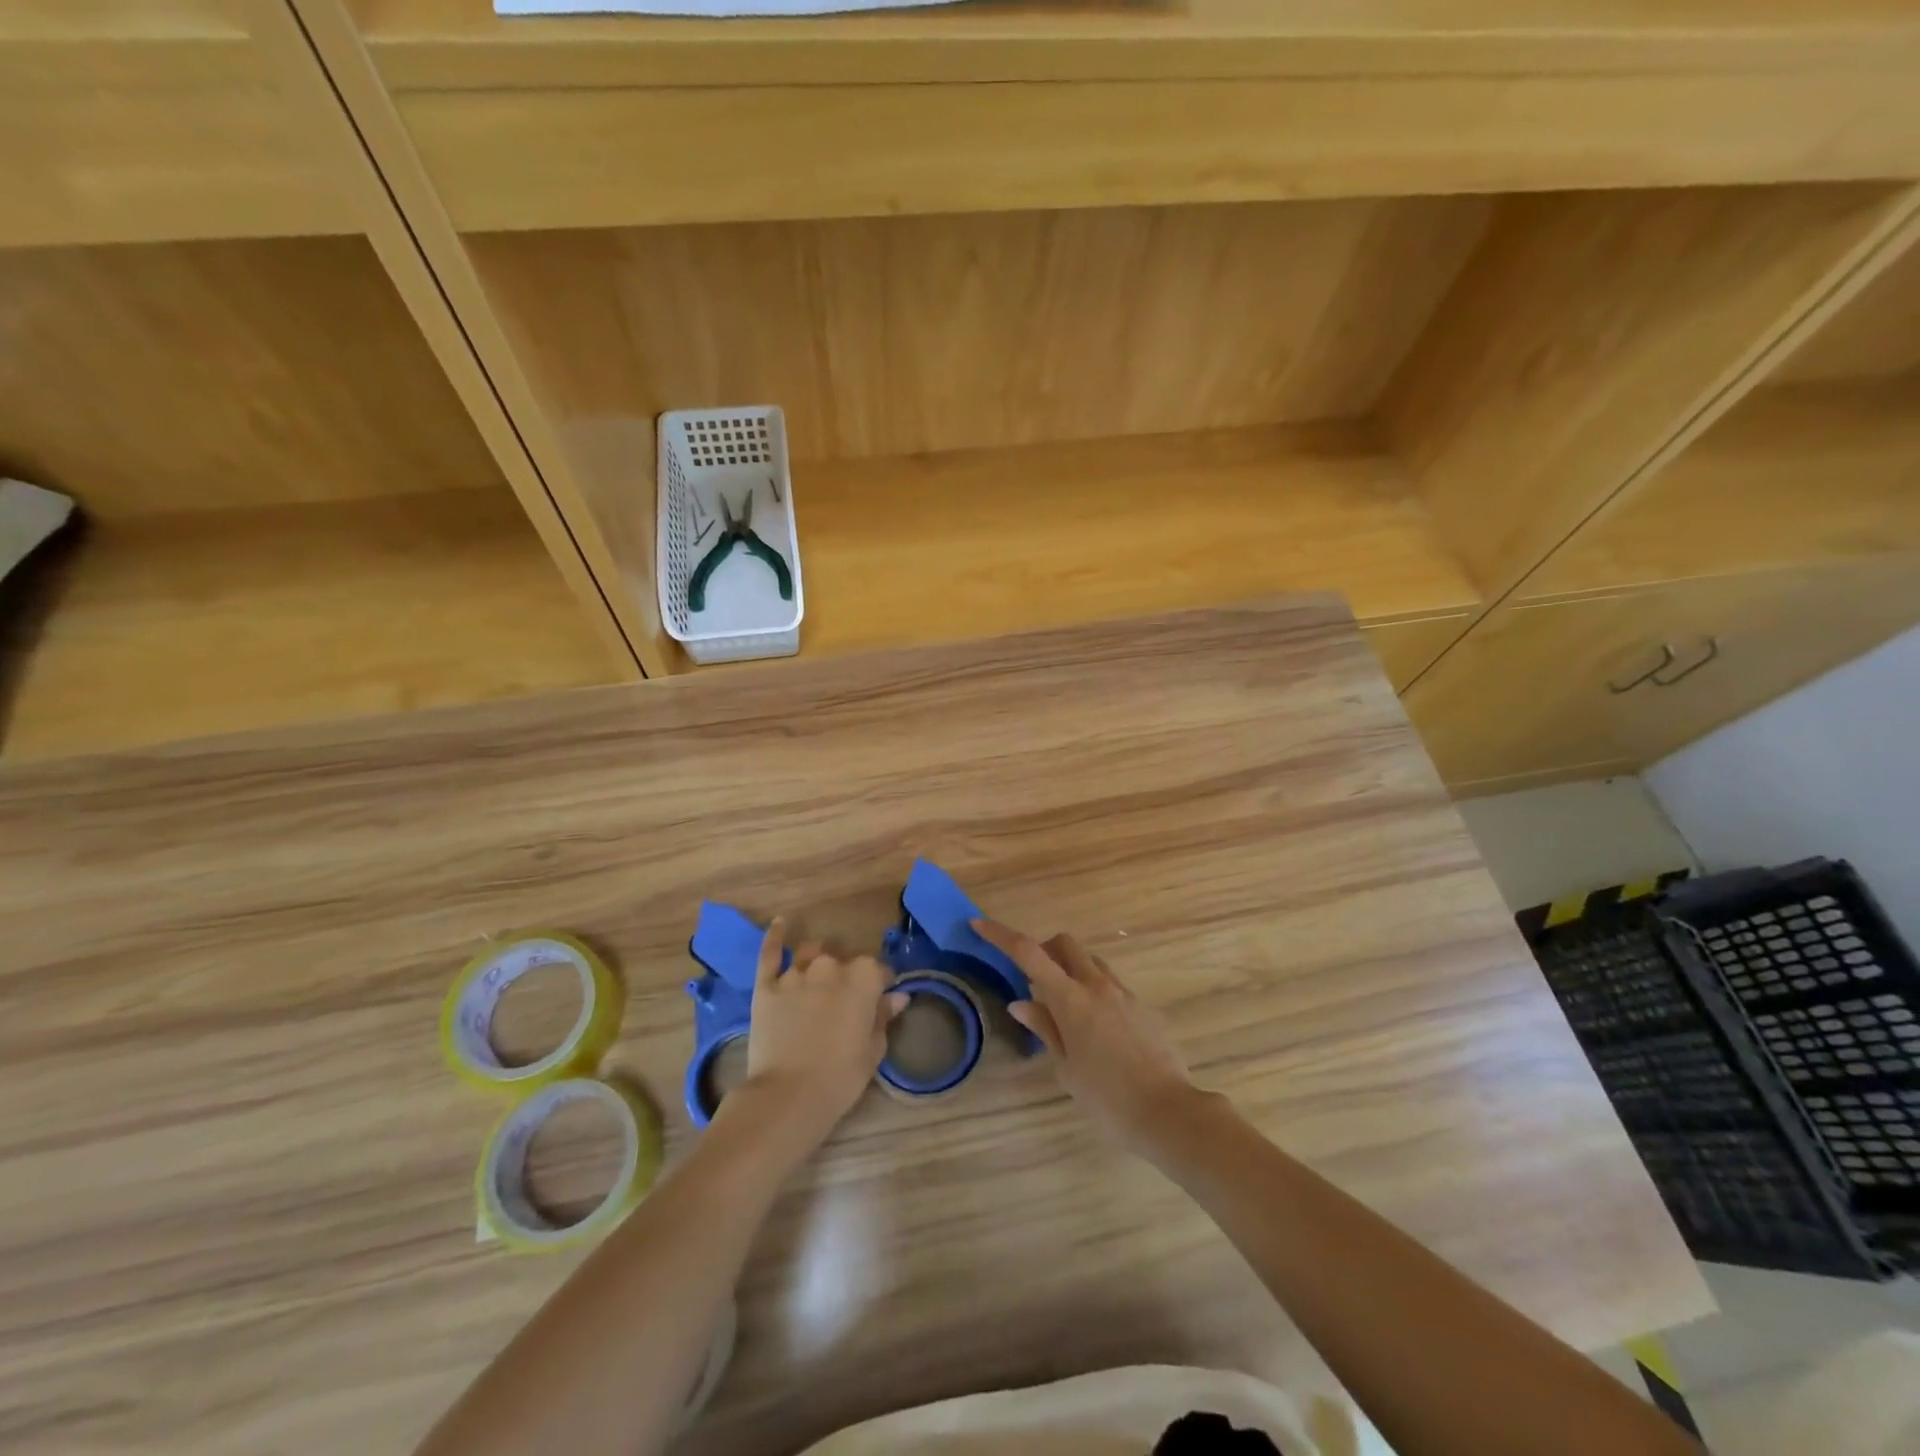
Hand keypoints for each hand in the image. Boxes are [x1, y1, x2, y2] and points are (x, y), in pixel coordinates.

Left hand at [735, 918, 907, 1146]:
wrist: (788, 1096)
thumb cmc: (841, 1076)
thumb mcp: (873, 1049)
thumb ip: (884, 1016)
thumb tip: (899, 996)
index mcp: (863, 978)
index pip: (879, 970)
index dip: (881, 984)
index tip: (882, 997)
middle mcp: (831, 966)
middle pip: (844, 962)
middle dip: (847, 976)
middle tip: (845, 1002)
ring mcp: (796, 973)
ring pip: (812, 955)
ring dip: (818, 963)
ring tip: (818, 979)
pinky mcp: (767, 985)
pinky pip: (771, 952)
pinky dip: (776, 935)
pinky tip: (782, 922)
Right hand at [974, 920, 1201, 1154]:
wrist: (1168, 1113)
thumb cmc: (1107, 1098)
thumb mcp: (1066, 1069)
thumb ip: (1045, 1029)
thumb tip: (1021, 1003)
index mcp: (1071, 999)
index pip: (1029, 953)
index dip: (1001, 935)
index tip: (980, 925)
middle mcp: (1097, 985)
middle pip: (1064, 944)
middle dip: (1043, 949)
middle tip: (1031, 978)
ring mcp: (1123, 993)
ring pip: (1090, 961)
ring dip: (1070, 968)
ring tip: (1063, 1006)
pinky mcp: (1143, 1006)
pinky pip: (1110, 984)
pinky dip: (1093, 989)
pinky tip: (1094, 1027)